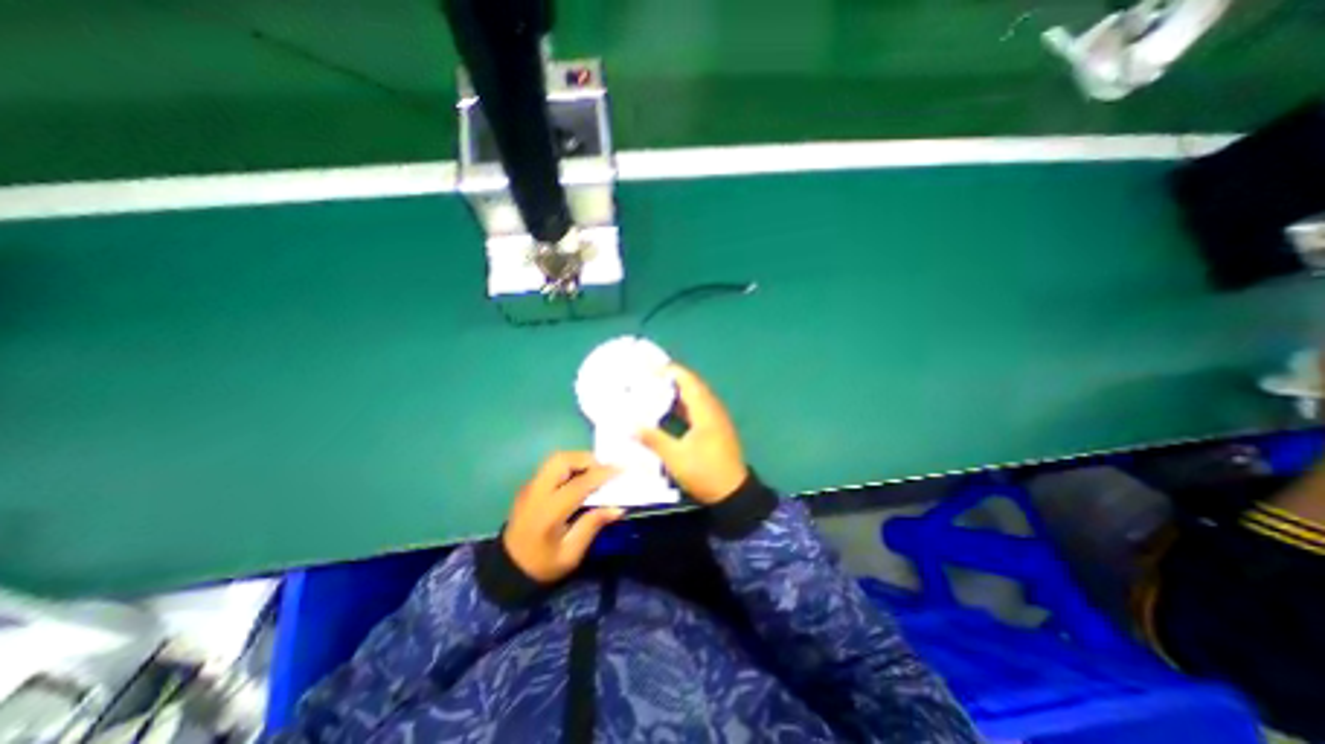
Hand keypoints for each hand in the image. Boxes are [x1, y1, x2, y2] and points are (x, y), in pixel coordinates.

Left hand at [504, 450, 625, 584]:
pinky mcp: (529, 486)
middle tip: (604, 469)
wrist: (506, 570)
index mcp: (548, 512)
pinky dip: (570, 465)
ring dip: (578, 459)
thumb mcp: (570, 554)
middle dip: (587, 459)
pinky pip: (552, 466)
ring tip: (594, 472)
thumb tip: (618, 508)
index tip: (621, 469)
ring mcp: (530, 486)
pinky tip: (580, 478)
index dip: (601, 474)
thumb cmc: (542, 565)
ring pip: (555, 459)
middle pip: (562, 460)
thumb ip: (592, 526)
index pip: (578, 484)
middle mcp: (536, 492)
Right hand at [638, 361, 749, 503]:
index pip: (688, 381)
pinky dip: (684, 403)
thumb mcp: (675, 457)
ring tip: (656, 388)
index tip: (650, 368)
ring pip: (696, 396)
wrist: (732, 493)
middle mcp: (713, 408)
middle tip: (650, 376)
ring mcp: (716, 418)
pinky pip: (698, 407)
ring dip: (678, 390)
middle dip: (672, 378)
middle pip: (693, 385)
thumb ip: (653, 438)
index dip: (670, 371)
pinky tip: (670, 409)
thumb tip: (631, 425)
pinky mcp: (716, 427)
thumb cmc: (704, 472)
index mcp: (705, 410)